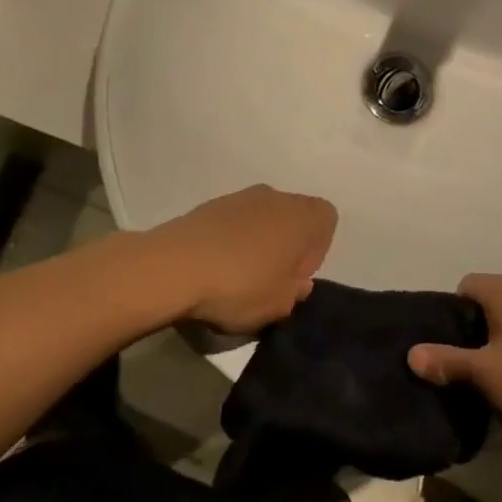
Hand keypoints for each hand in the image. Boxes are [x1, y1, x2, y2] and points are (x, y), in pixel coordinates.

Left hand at [148, 186, 337, 336]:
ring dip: (257, 243)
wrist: (174, 266)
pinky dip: (231, 242)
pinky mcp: (208, 206)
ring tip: (238, 278)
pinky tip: (216, 268)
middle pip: (293, 216)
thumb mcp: (280, 305)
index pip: (327, 219)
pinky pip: (233, 223)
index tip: (295, 277)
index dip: (317, 250)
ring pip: (261, 219)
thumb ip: (295, 292)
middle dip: (287, 246)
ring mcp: (238, 197)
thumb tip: (296, 281)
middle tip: (270, 280)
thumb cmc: (240, 285)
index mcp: (301, 215)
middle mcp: (274, 196)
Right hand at [409, 274, 501, 442]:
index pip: (465, 286)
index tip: (449, 346)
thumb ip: (445, 361)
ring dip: (501, 346)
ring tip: (494, 380)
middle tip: (465, 365)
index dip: (451, 314)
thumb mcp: (483, 374)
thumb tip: (411, 354)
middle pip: (489, 304)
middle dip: (474, 332)